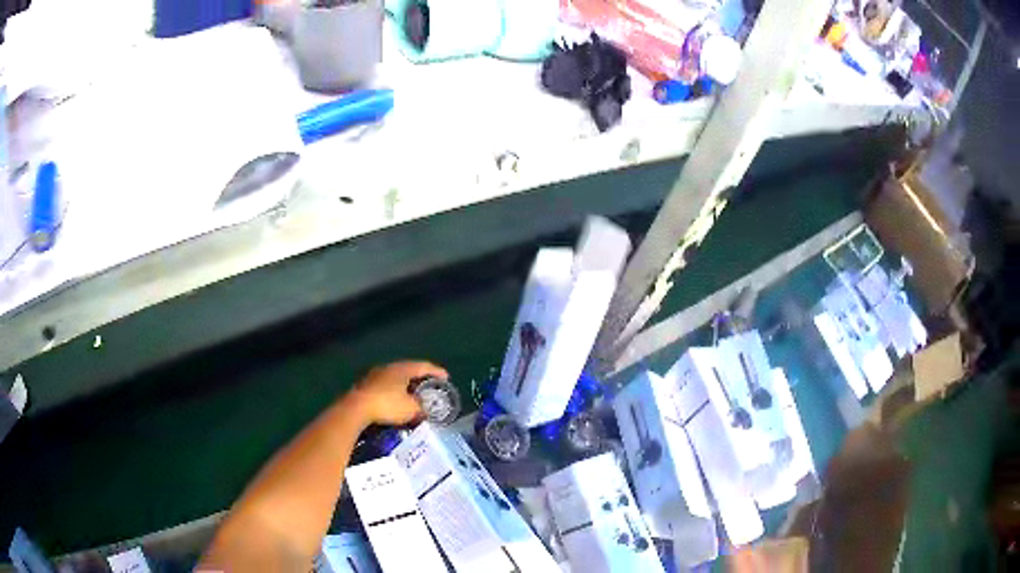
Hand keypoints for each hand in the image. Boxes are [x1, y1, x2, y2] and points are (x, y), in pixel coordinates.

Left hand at [347, 361, 448, 426]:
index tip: (446, 378)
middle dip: (421, 378)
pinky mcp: (366, 385)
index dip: (437, 372)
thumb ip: (422, 408)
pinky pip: (386, 385)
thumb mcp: (411, 409)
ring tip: (414, 394)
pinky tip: (396, 401)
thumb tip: (426, 411)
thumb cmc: (387, 405)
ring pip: (396, 377)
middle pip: (409, 370)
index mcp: (402, 369)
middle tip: (431, 386)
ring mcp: (375, 375)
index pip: (424, 366)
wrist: (356, 408)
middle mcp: (389, 367)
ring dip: (406, 385)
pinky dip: (395, 391)